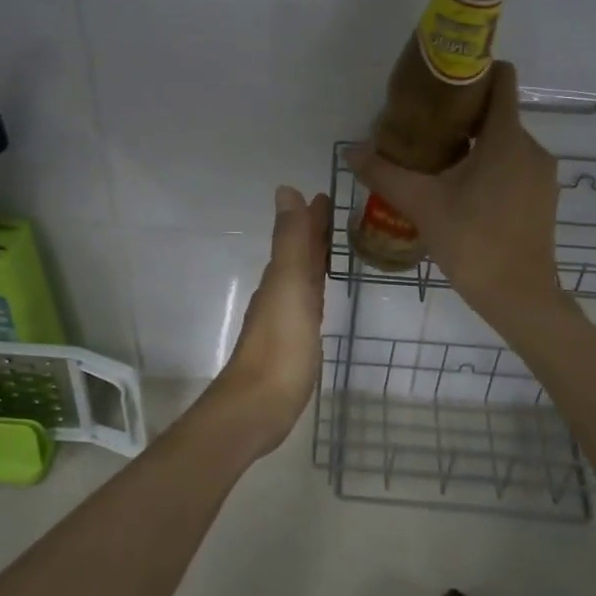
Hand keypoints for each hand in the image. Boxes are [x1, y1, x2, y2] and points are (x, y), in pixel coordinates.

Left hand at [203, 185, 331, 456]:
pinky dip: (315, 291)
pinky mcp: (293, 345)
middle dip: (314, 234)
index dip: (311, 217)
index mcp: (281, 277)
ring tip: (333, 248)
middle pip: (299, 255)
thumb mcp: (289, 285)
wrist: (259, 406)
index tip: (327, 196)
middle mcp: (280, 293)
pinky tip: (320, 299)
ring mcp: (284, 320)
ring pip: (302, 279)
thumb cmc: (280, 345)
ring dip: (314, 260)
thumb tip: (286, 190)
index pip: (298, 237)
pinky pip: (307, 305)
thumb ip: (291, 241)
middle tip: (335, 215)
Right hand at [345, 62, 561, 330]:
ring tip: (437, 162)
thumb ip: (385, 173)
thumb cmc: (472, 242)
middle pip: (497, 113)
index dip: (474, 72)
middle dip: (462, 115)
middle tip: (422, 129)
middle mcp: (531, 147)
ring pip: (504, 142)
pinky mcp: (542, 197)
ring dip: (474, 144)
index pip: (501, 80)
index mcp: (506, 138)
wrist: (519, 297)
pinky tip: (461, 190)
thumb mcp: (422, 205)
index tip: (441, 82)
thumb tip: (351, 150)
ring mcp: (541, 174)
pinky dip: (489, 166)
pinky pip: (513, 165)